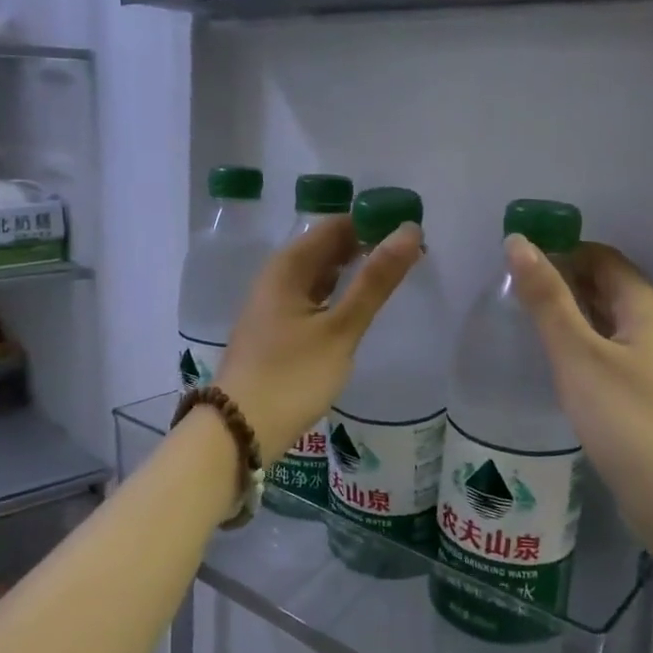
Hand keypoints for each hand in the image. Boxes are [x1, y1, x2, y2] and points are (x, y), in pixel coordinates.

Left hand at [215, 216, 421, 464]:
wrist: (239, 429)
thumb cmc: (292, 376)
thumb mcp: (340, 329)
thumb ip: (375, 281)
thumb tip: (409, 231)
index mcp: (287, 266)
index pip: (335, 226)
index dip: (373, 224)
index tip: (411, 234)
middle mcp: (276, 277)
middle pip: (325, 248)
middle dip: (365, 247)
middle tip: (412, 257)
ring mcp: (273, 305)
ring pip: (318, 275)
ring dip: (352, 272)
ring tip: (392, 278)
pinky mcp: (275, 330)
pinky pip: (311, 298)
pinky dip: (337, 296)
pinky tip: (357, 308)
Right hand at [505, 238, 652, 534]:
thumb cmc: (626, 417)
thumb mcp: (577, 353)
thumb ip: (546, 298)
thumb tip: (517, 242)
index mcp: (645, 304)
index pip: (599, 256)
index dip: (559, 251)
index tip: (514, 263)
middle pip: (604, 285)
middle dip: (560, 282)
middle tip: (509, 293)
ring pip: (605, 320)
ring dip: (568, 314)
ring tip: (521, 323)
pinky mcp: (647, 392)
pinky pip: (608, 350)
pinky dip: (579, 344)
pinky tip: (553, 362)